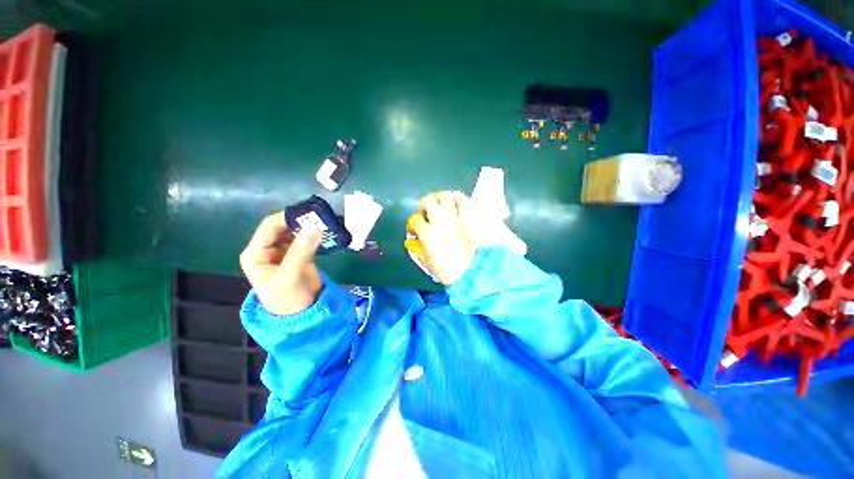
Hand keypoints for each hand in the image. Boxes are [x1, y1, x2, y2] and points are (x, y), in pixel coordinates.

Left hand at [240, 212, 323, 315]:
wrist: (303, 314)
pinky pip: (305, 239)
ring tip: (324, 224)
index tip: (310, 215)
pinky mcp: (298, 254)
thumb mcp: (290, 276)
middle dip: (299, 222)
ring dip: (308, 227)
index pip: (269, 227)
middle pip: (282, 227)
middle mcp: (267, 249)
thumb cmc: (288, 299)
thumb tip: (315, 227)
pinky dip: (313, 235)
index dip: (287, 219)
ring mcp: (283, 251)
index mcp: (256, 253)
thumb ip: (300, 251)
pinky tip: (324, 233)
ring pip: (295, 231)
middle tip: (320, 219)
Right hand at [409, 191, 477, 285]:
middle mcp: (440, 220)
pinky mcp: (470, 216)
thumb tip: (415, 241)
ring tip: (441, 204)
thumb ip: (418, 249)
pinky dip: (458, 198)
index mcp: (428, 233)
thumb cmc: (447, 271)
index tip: (415, 230)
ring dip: (440, 198)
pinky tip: (456, 202)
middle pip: (428, 201)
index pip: (415, 221)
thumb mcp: (427, 262)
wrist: (473, 272)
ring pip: (446, 196)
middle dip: (424, 204)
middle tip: (426, 211)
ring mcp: (456, 216)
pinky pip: (464, 200)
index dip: (413, 224)